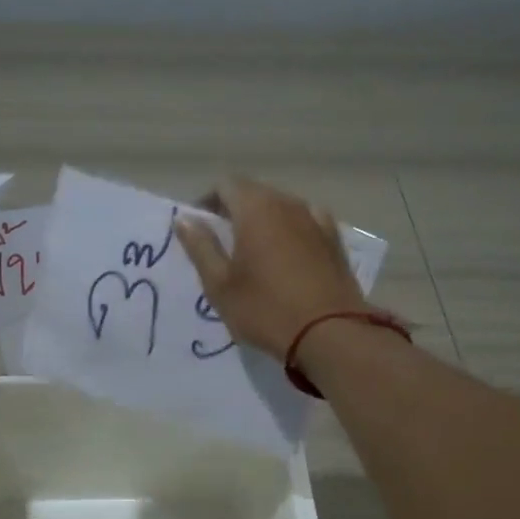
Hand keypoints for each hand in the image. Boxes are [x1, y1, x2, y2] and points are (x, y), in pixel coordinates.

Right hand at [175, 176, 370, 360]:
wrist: (329, 333)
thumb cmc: (265, 309)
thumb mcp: (220, 284)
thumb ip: (200, 247)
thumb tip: (184, 219)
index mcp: (255, 209)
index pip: (226, 185)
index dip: (208, 201)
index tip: (200, 229)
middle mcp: (287, 204)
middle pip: (255, 193)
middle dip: (235, 211)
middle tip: (222, 244)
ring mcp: (316, 220)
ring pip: (281, 207)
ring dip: (264, 221)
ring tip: (254, 253)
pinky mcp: (334, 240)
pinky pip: (306, 222)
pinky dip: (291, 231)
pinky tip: (289, 253)